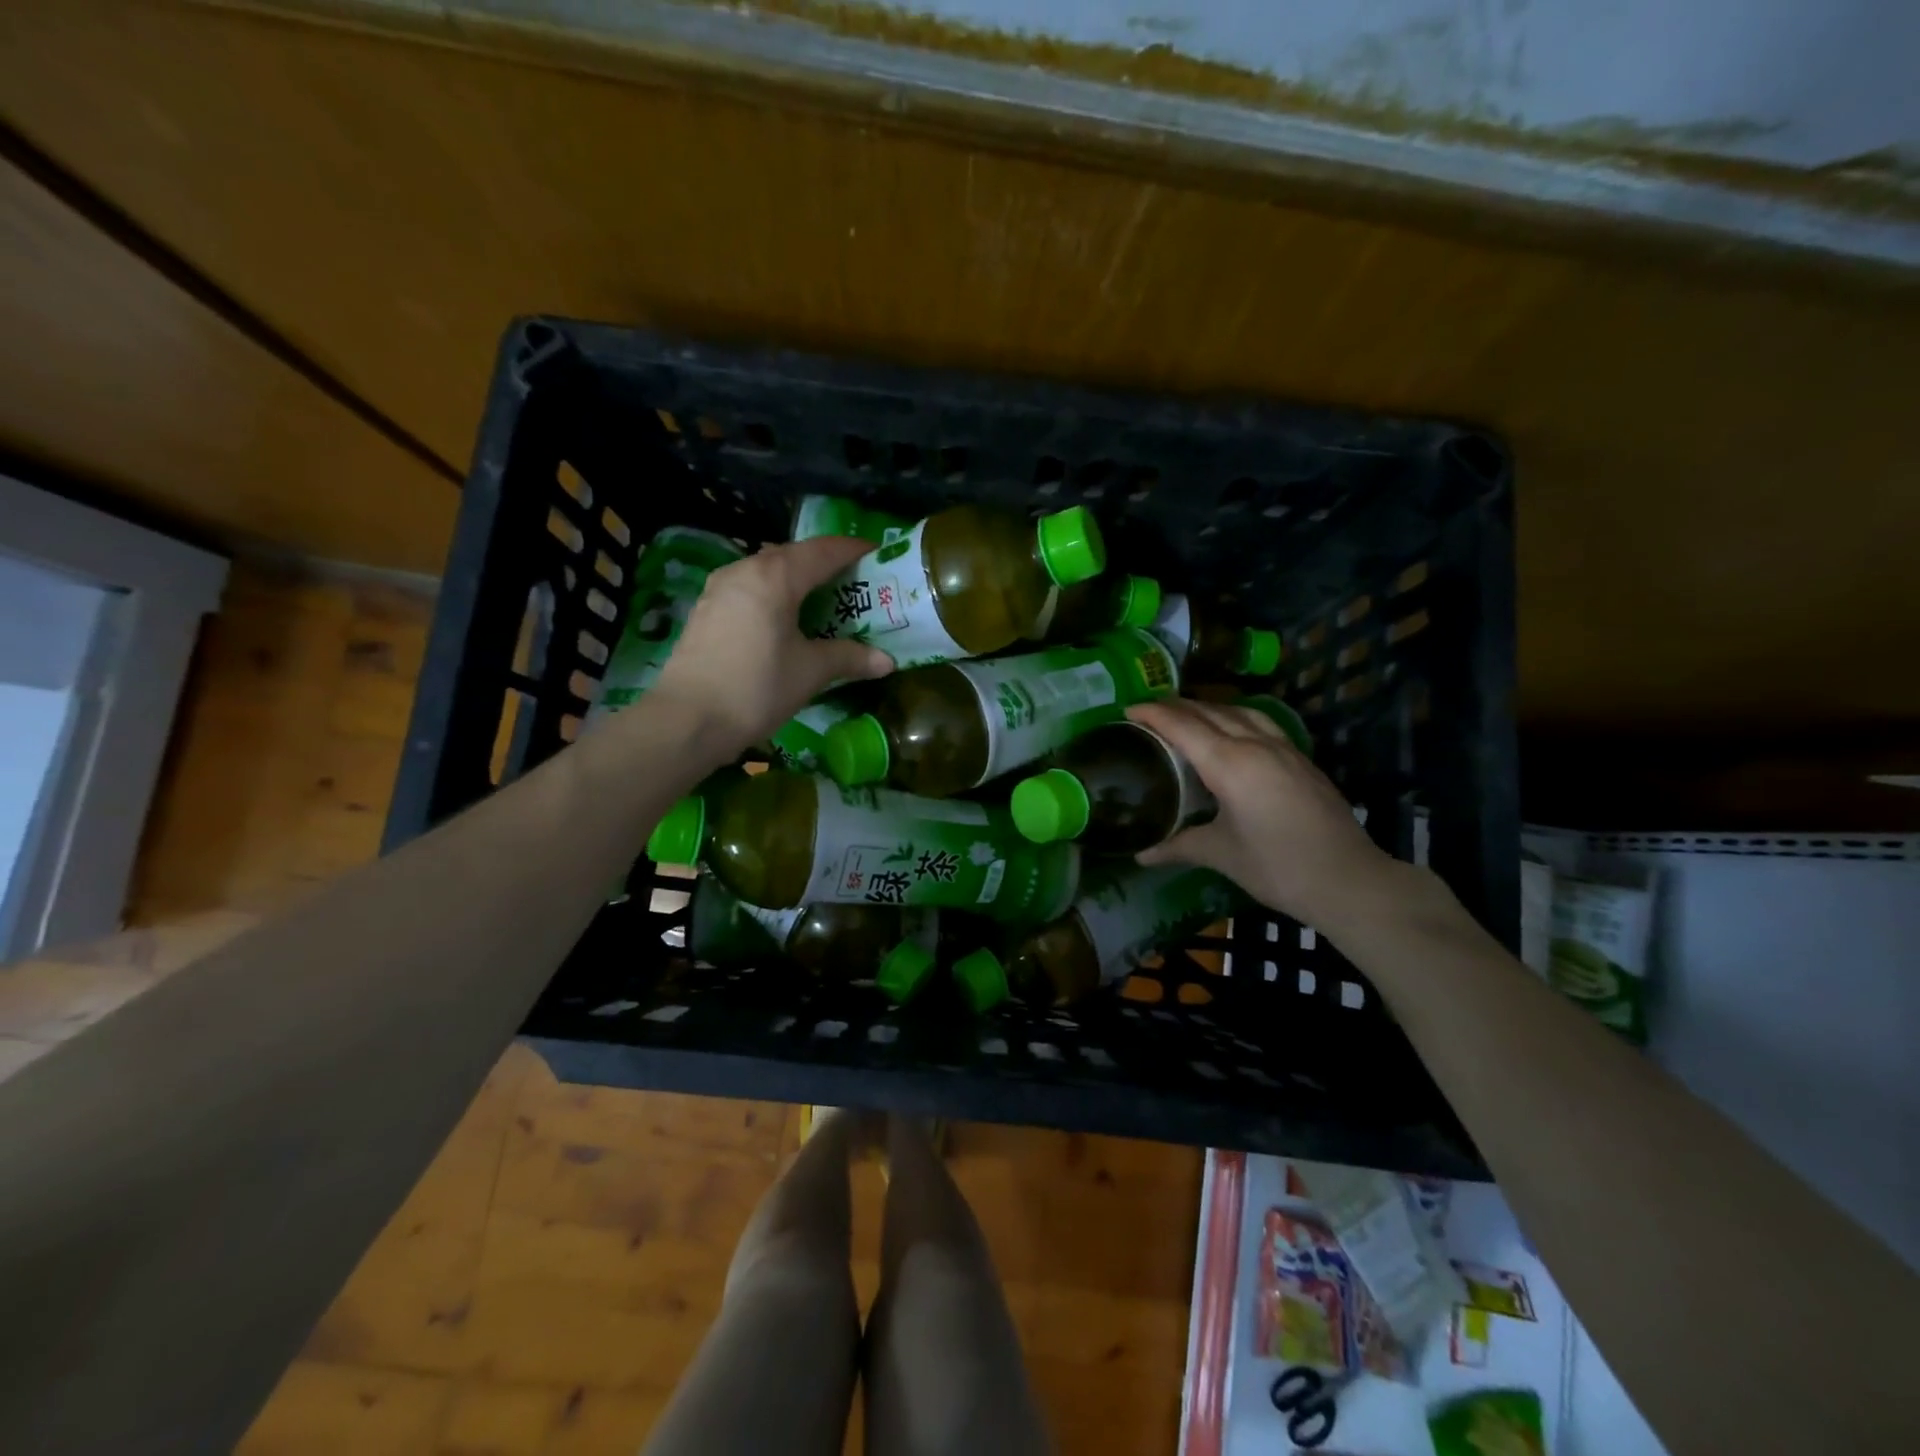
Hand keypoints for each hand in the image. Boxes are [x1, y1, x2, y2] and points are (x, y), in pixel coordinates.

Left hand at [649, 537, 893, 755]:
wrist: (687, 720)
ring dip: (798, 581)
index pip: (824, 550)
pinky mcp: (706, 610)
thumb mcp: (811, 672)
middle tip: (856, 584)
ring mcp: (720, 588)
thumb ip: (850, 658)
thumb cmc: (756, 688)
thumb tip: (887, 662)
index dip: (854, 550)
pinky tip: (786, 622)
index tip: (879, 556)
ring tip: (824, 602)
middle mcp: (745, 569)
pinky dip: (775, 596)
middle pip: (795, 556)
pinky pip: (750, 590)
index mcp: (776, 576)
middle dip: (827, 566)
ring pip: (769, 572)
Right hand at [1127, 699, 1397, 928]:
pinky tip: (1232, 732)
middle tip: (1148, 712)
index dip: (1153, 713)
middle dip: (1176, 706)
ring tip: (1186, 714)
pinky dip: (1235, 717)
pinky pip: (1260, 723)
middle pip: (1209, 711)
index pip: (1182, 725)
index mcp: (1230, 763)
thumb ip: (1178, 846)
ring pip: (1239, 711)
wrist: (1348, 880)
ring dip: (1208, 707)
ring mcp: (1284, 748)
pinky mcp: (1301, 759)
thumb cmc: (1277, 867)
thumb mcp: (1220, 855)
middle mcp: (1256, 744)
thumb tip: (1141, 854)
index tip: (1128, 709)